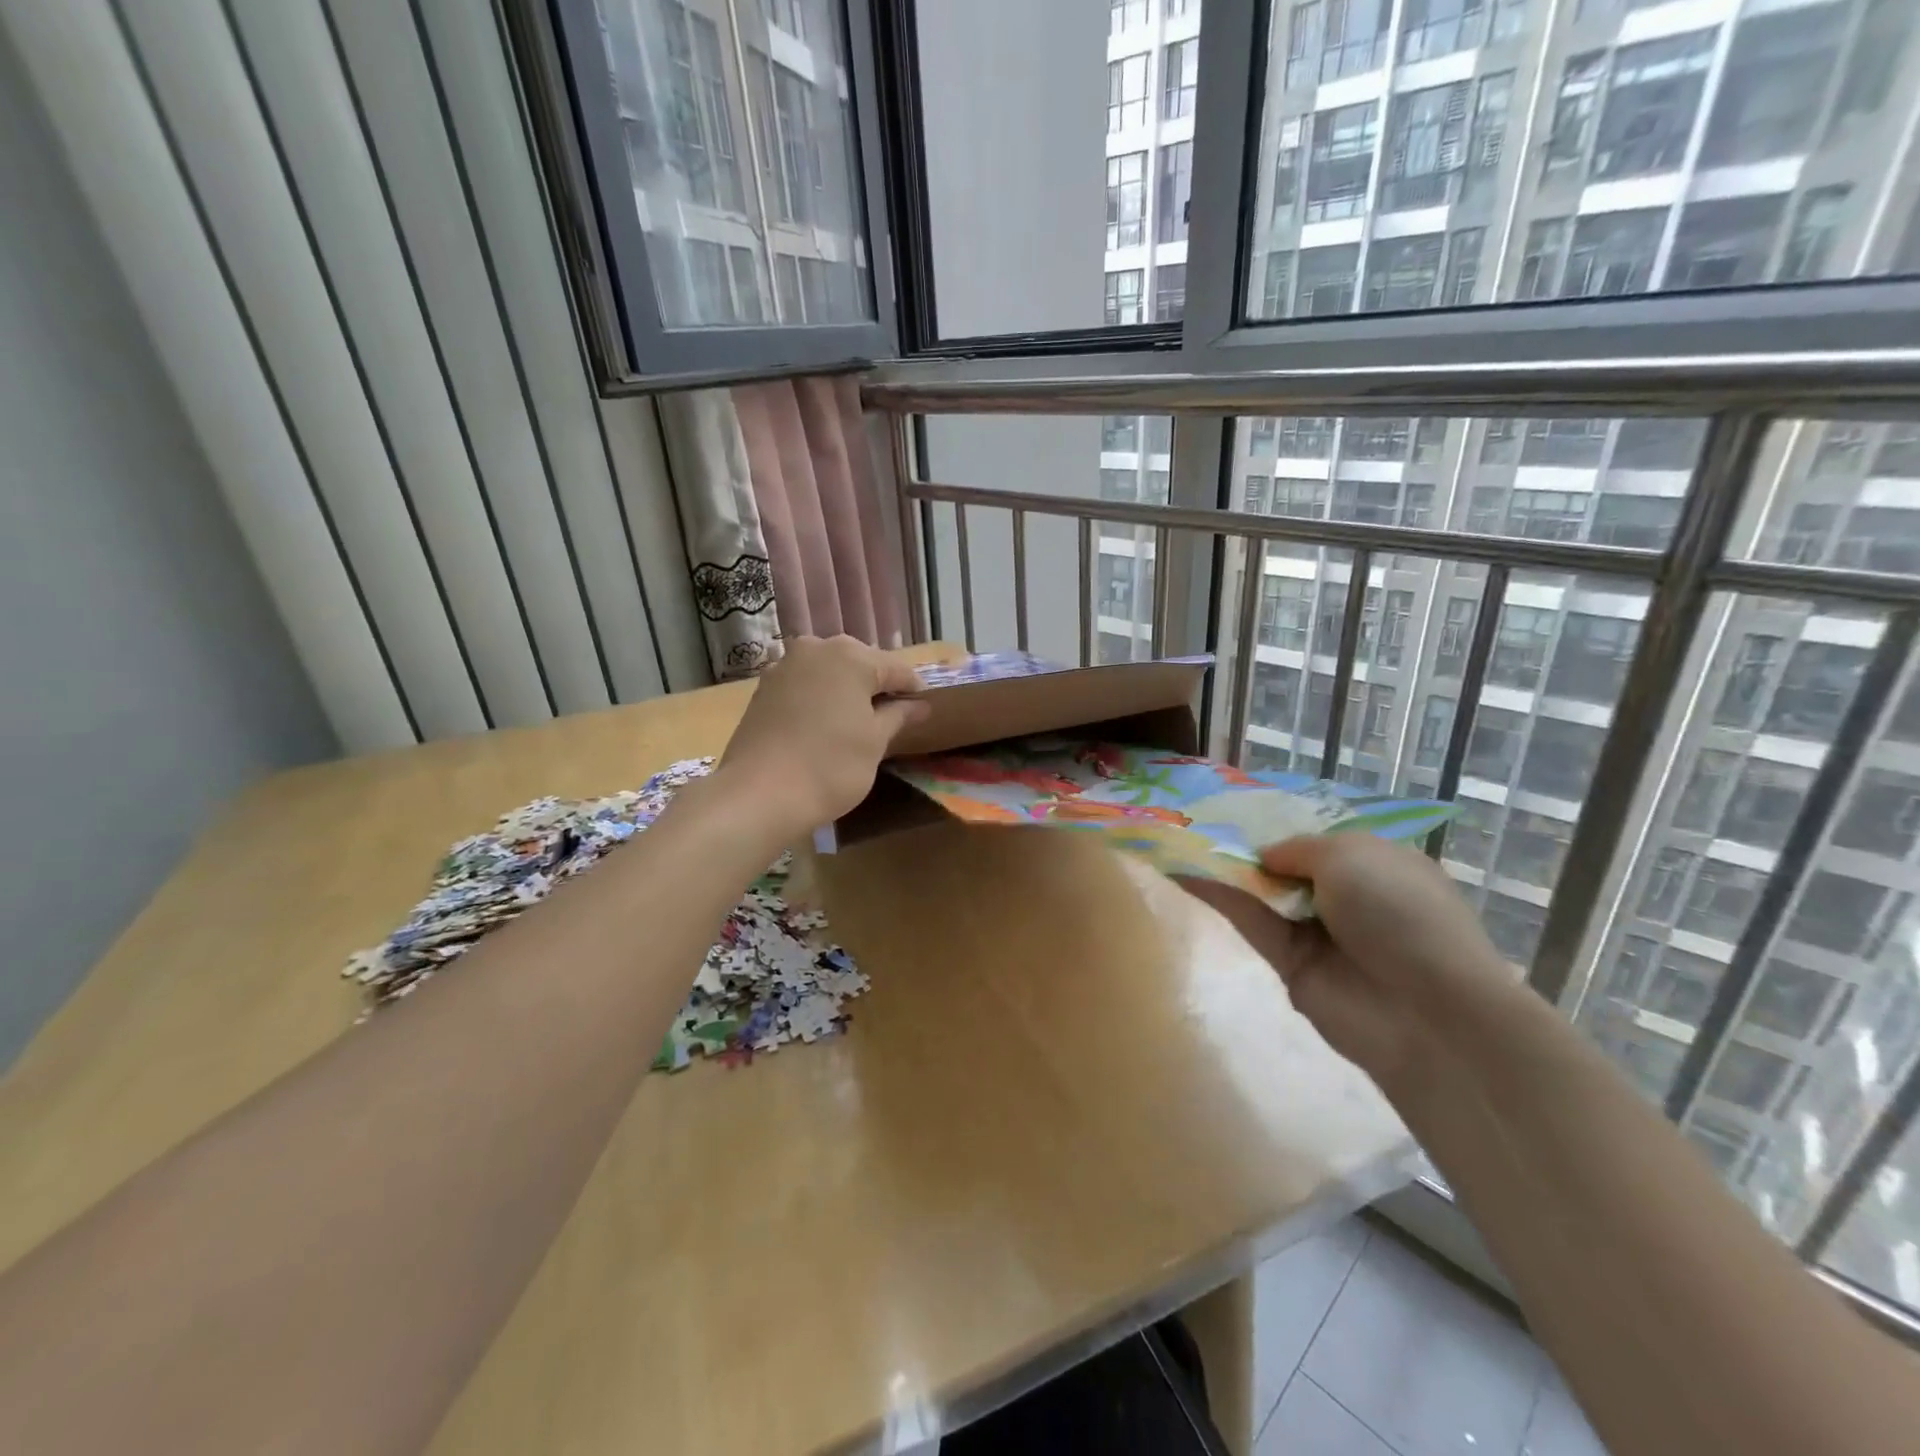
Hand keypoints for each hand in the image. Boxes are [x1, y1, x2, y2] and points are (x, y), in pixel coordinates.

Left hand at [716, 636, 930, 835]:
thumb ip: (899, 716)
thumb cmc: (831, 766)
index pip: (897, 669)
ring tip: (859, 722)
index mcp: (851, 656)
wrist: (759, 794)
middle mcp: (816, 649)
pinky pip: (805, 686)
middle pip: (861, 663)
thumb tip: (920, 705)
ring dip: (847, 691)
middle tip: (893, 718)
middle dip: (878, 687)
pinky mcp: (763, 688)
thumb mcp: (875, 742)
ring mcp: (785, 666)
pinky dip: (820, 699)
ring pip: (829, 673)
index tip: (926, 711)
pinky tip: (825, 724)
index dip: (914, 691)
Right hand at [1178, 833, 1510, 1088]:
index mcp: (1376, 862)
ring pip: (1262, 893)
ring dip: (1225, 869)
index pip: (1320, 840)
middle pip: (1286, 866)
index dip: (1280, 825)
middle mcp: (1347, 895)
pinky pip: (1250, 922)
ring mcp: (1317, 931)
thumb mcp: (1350, 854)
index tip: (1235, 808)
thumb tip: (1264, 857)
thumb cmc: (1398, 912)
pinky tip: (1182, 873)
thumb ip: (1296, 848)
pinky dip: (1219, 898)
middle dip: (1247, 845)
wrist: (1423, 1010)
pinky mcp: (1288, 963)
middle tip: (1194, 819)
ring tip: (1176, 838)